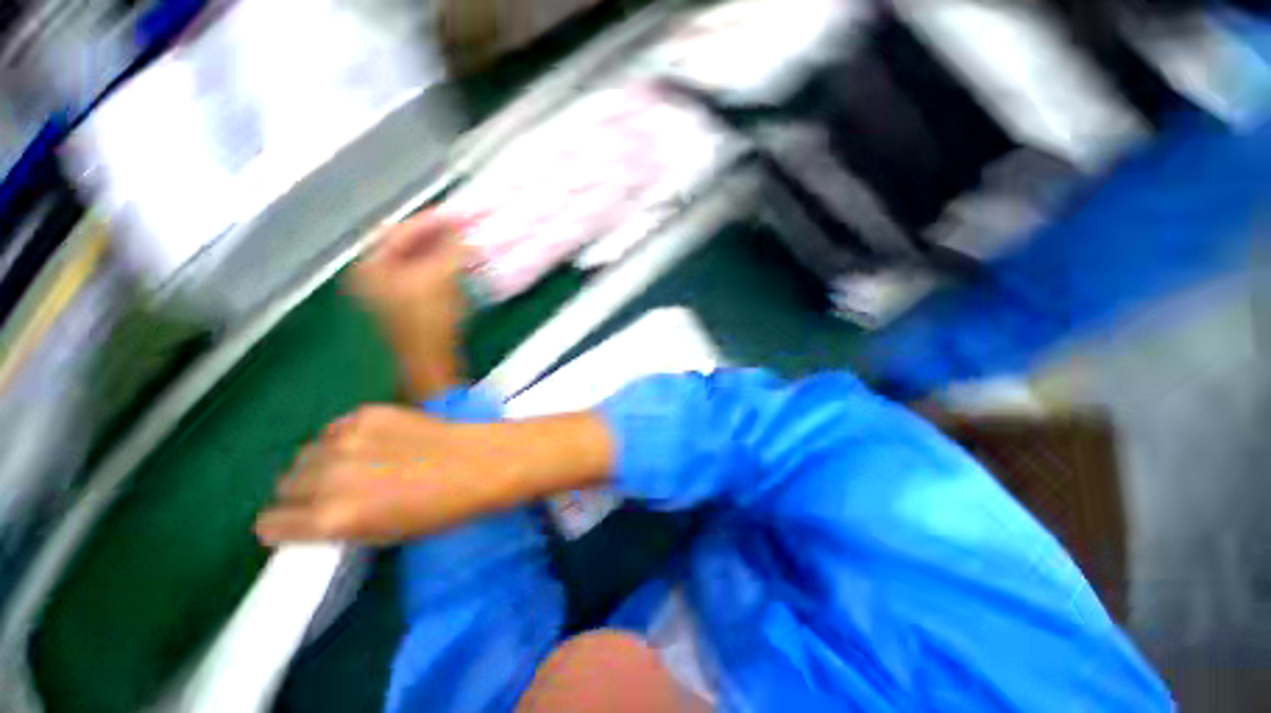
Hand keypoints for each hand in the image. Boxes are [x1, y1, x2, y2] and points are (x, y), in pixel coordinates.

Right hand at [254, 405, 614, 544]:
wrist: (482, 463)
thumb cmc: (441, 510)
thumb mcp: (382, 534)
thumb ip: (337, 525)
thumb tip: (313, 517)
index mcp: (331, 518)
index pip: (271, 523)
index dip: (286, 524)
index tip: (298, 522)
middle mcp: (329, 477)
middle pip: (286, 483)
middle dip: (305, 491)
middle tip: (339, 491)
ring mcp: (348, 439)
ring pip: (307, 453)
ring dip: (324, 461)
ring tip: (360, 465)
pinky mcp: (370, 412)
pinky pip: (336, 427)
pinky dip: (347, 437)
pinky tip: (378, 442)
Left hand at [349, 211, 469, 400]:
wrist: (432, 359)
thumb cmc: (429, 318)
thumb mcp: (440, 277)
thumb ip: (452, 248)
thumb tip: (464, 227)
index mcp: (372, 265)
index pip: (401, 231)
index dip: (431, 220)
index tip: (458, 213)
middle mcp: (375, 273)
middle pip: (408, 243)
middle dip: (438, 234)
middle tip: (464, 225)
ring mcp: (391, 288)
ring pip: (419, 258)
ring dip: (444, 249)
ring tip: (467, 241)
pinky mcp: (410, 300)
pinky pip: (426, 271)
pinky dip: (444, 264)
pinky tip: (462, 261)